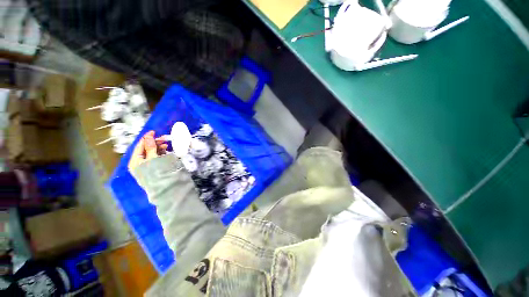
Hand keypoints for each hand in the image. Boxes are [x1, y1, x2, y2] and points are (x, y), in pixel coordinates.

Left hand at [128, 131, 167, 171]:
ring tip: (166, 146)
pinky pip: (154, 158)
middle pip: (145, 149)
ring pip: (150, 153)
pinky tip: (165, 151)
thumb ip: (150, 147)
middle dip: (154, 143)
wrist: (164, 187)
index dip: (146, 138)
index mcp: (135, 160)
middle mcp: (138, 163)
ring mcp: (145, 166)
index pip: (139, 146)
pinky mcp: (152, 168)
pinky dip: (159, 153)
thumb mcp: (153, 158)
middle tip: (164, 139)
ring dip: (158, 148)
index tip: (154, 131)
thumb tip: (148, 135)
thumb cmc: (157, 172)